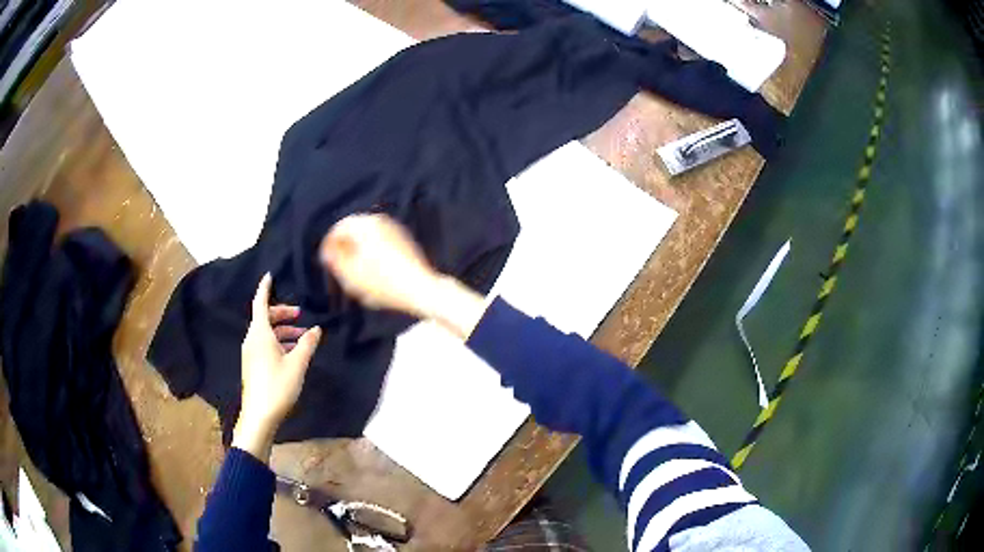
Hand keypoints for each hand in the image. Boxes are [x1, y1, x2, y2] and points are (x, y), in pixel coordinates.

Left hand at [233, 273, 321, 459]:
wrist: (259, 416)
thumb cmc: (277, 386)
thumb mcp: (297, 364)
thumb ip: (307, 344)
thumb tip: (316, 329)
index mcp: (259, 334)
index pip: (260, 304)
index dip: (265, 289)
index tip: (270, 275)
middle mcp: (252, 340)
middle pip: (265, 318)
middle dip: (283, 314)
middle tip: (301, 315)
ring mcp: (251, 353)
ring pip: (266, 333)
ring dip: (284, 331)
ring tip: (303, 338)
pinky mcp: (253, 365)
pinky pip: (265, 344)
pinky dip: (279, 342)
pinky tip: (293, 353)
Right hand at [319, 213, 440, 316]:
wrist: (420, 289)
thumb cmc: (382, 283)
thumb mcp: (350, 274)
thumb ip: (334, 259)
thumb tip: (328, 251)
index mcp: (364, 224)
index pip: (338, 229)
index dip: (329, 245)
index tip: (326, 261)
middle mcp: (380, 220)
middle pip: (353, 230)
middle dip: (344, 246)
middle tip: (339, 266)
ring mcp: (394, 228)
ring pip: (367, 236)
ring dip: (358, 249)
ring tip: (354, 271)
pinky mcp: (404, 240)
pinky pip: (380, 242)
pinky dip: (372, 252)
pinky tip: (372, 271)